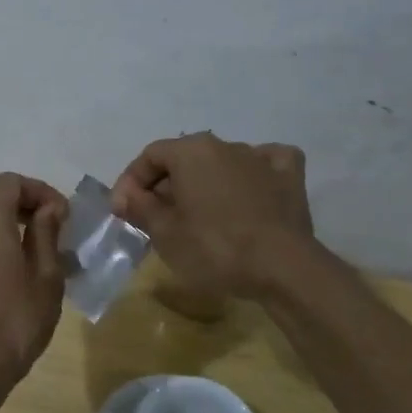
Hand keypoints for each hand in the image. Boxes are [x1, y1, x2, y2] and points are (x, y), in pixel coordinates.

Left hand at [0, 173, 67, 396]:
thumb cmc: (18, 317)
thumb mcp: (46, 274)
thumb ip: (47, 232)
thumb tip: (50, 208)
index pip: (12, 182)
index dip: (40, 191)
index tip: (64, 214)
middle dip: (28, 206)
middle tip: (58, 230)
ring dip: (13, 223)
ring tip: (43, 250)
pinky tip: (19, 266)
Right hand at [110, 133, 314, 298]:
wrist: (283, 268)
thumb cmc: (214, 248)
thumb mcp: (164, 233)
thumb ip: (140, 207)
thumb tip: (125, 196)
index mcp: (190, 150)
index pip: (149, 156)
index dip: (130, 182)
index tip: (122, 211)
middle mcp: (224, 144)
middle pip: (184, 159)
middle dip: (164, 185)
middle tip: (154, 218)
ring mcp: (261, 158)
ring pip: (221, 163)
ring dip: (203, 183)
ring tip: (196, 215)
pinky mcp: (289, 177)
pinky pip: (264, 165)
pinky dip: (252, 174)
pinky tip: (248, 189)